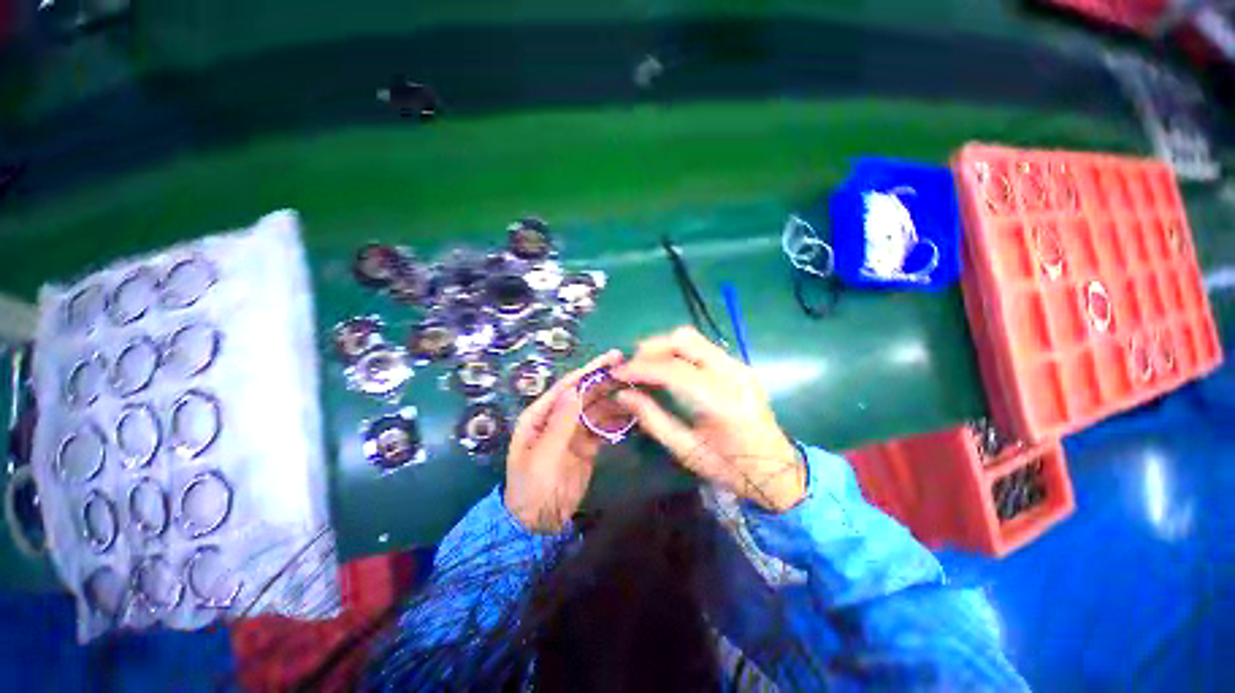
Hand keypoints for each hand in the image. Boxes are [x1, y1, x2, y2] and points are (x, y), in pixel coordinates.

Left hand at [505, 350, 623, 532]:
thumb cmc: (532, 487)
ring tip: (637, 390)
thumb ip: (560, 424)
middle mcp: (557, 418)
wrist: (538, 523)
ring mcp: (573, 431)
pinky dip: (616, 421)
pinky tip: (632, 414)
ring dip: (615, 400)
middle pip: (585, 394)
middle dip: (606, 382)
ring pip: (597, 410)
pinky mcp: (586, 446)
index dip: (590, 371)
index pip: (568, 386)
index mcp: (540, 415)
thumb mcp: (543, 456)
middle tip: (631, 371)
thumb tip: (575, 390)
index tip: (612, 358)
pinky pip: (603, 428)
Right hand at [612, 327, 805, 512]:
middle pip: (684, 340)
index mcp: (721, 401)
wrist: (777, 469)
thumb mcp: (686, 451)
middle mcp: (733, 374)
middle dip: (651, 348)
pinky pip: (702, 347)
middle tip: (631, 366)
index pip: (672, 370)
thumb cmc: (730, 467)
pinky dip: (679, 352)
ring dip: (664, 347)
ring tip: (646, 366)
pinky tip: (668, 368)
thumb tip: (622, 395)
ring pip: (693, 338)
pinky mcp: (740, 365)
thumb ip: (652, 418)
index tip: (617, 373)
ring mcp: (739, 366)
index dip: (640, 368)